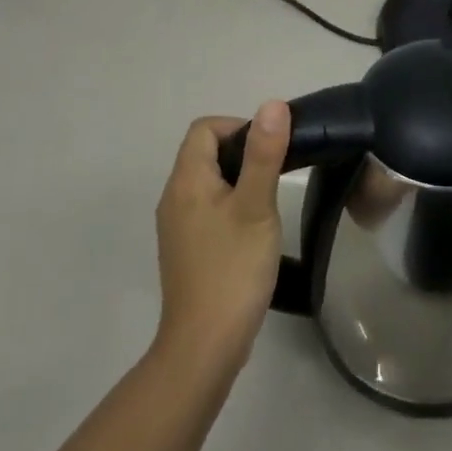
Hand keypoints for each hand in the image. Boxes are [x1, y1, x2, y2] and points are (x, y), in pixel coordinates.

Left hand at [152, 102, 289, 381]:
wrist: (205, 345)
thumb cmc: (233, 269)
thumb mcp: (256, 207)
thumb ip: (264, 155)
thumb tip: (272, 105)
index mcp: (186, 181)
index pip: (205, 128)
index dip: (239, 126)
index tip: (271, 148)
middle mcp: (174, 197)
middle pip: (204, 152)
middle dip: (242, 152)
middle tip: (277, 174)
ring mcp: (177, 225)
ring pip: (208, 182)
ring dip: (238, 180)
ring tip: (269, 201)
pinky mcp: (186, 249)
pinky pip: (207, 208)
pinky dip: (230, 205)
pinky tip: (253, 231)